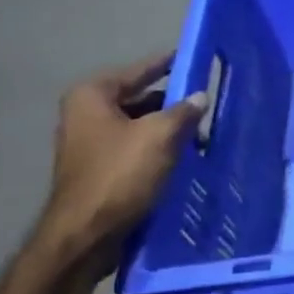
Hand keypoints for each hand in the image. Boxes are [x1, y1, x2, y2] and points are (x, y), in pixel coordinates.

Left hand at [40, 53, 206, 263]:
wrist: (85, 235)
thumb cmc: (120, 175)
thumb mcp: (160, 136)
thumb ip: (183, 111)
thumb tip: (200, 97)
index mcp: (93, 96)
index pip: (141, 69)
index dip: (170, 64)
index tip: (197, 58)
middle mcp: (85, 114)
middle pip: (140, 98)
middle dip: (174, 103)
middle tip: (209, 102)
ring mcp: (90, 143)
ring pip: (140, 125)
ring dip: (169, 129)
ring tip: (204, 133)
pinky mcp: (99, 169)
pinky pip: (136, 148)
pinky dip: (159, 149)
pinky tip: (186, 157)